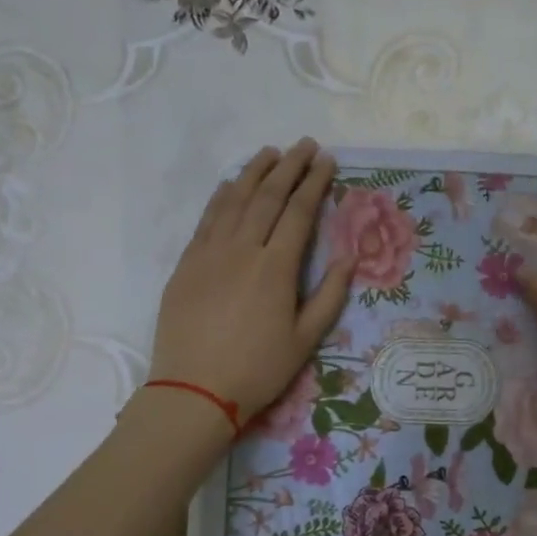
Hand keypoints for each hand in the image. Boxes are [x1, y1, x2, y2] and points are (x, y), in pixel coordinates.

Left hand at [148, 139, 353, 426]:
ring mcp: (209, 253)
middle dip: (289, 167)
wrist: (194, 390)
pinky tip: (231, 184)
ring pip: (234, 200)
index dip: (315, 183)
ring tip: (271, 152)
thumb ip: (329, 295)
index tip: (326, 160)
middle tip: (304, 145)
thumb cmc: (258, 370)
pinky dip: (222, 195)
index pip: (299, 212)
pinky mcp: (187, 263)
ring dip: (254, 172)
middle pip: (267, 196)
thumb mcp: (305, 340)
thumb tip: (350, 257)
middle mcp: (242, 249)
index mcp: (276, 268)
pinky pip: (207, 218)